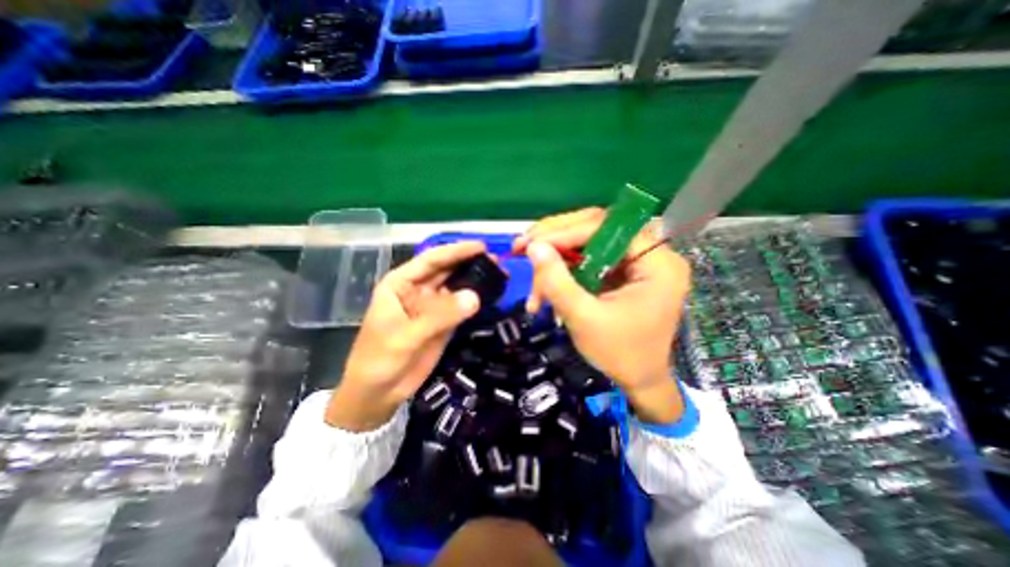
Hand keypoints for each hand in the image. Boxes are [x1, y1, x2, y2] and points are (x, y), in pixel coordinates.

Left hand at [322, 242, 482, 431]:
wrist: (378, 393)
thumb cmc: (379, 359)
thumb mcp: (406, 336)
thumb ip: (440, 315)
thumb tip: (476, 296)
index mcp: (401, 284)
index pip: (431, 260)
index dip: (455, 251)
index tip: (481, 246)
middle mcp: (418, 290)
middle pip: (446, 271)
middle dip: (469, 263)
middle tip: (497, 260)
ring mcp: (432, 307)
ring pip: (456, 288)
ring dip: (475, 281)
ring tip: (499, 275)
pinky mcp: (443, 323)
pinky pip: (461, 307)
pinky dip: (476, 301)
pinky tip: (490, 295)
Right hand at [516, 207, 690, 422]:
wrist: (639, 381)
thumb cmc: (619, 355)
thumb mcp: (584, 318)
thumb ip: (557, 281)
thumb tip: (533, 246)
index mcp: (657, 263)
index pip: (607, 228)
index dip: (565, 232)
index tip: (530, 242)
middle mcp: (649, 254)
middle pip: (596, 229)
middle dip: (555, 240)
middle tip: (522, 246)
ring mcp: (634, 262)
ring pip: (586, 244)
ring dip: (554, 262)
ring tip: (533, 286)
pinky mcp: (620, 272)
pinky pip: (586, 260)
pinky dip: (562, 273)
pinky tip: (544, 291)